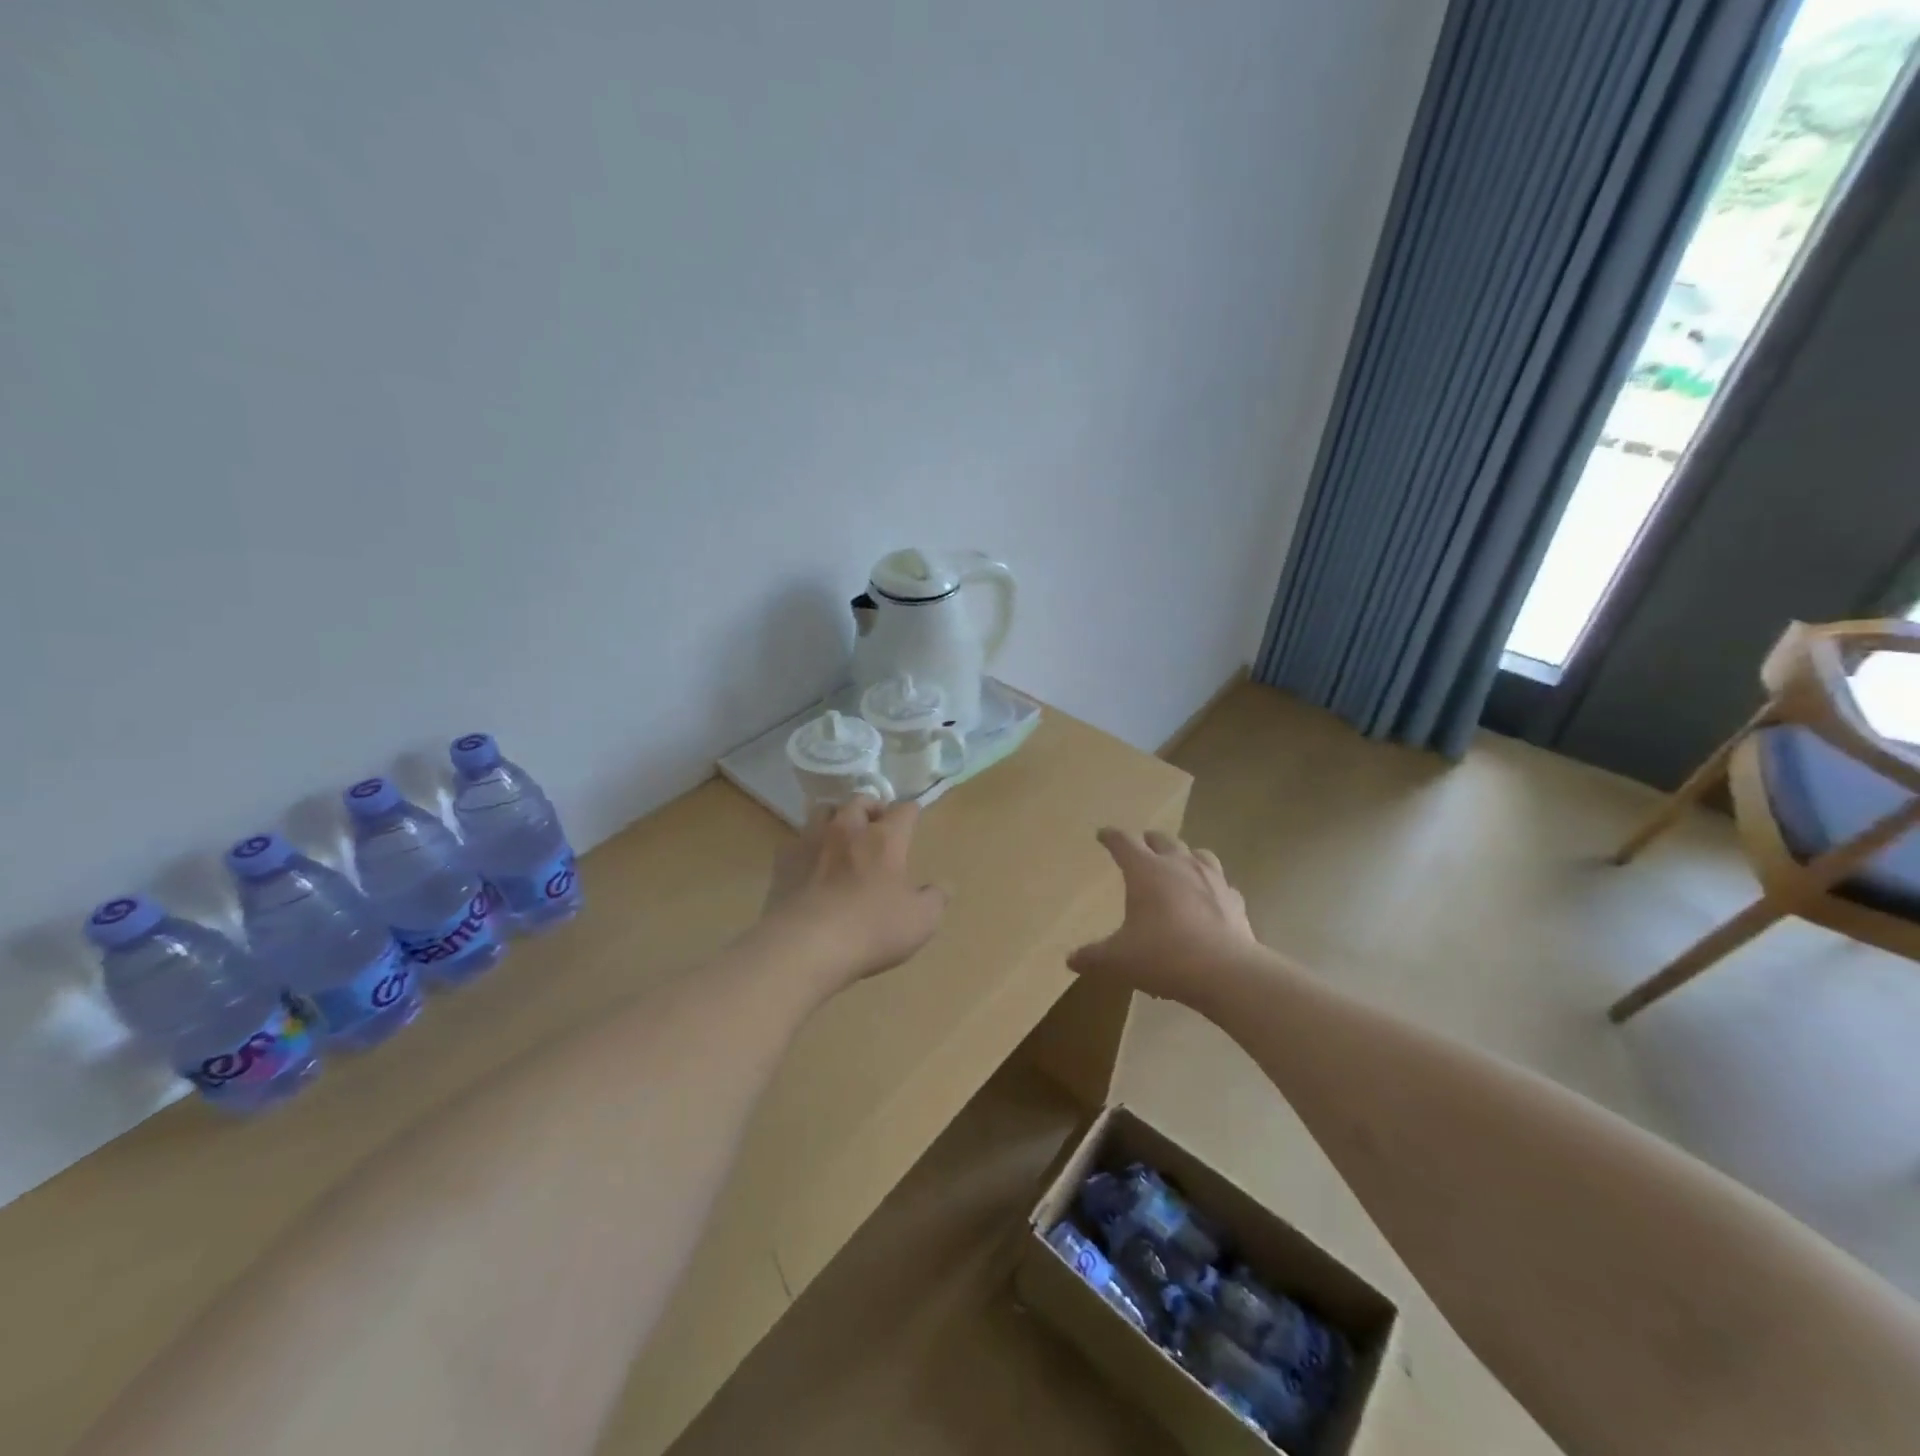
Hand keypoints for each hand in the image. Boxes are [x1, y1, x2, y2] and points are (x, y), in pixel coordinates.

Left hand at [757, 797, 945, 999]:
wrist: (805, 945)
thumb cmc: (872, 930)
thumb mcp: (920, 921)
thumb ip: (935, 899)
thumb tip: (944, 886)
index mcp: (885, 838)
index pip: (904, 809)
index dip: (911, 813)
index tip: (913, 821)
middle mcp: (848, 829)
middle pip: (860, 800)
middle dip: (871, 808)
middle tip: (877, 826)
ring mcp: (811, 840)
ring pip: (824, 810)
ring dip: (836, 818)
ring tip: (841, 836)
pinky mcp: (783, 860)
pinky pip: (796, 840)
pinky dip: (807, 846)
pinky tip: (810, 863)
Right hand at [1068, 828, 1256, 1002]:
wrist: (1226, 972)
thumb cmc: (1163, 956)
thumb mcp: (1119, 960)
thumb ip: (1093, 957)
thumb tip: (1071, 959)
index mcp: (1146, 871)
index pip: (1124, 842)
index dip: (1111, 837)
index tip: (1103, 834)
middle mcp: (1179, 865)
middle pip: (1162, 839)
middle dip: (1147, 840)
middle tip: (1140, 845)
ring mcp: (1211, 879)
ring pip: (1196, 853)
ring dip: (1183, 854)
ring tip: (1178, 863)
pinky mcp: (1234, 899)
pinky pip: (1220, 883)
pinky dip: (1211, 885)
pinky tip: (1208, 898)